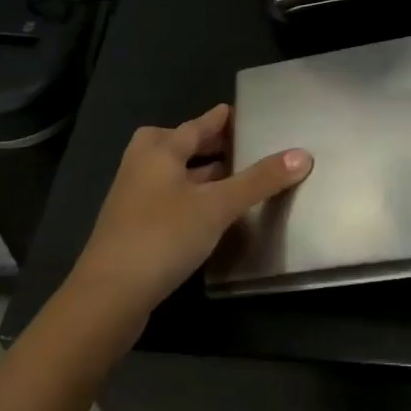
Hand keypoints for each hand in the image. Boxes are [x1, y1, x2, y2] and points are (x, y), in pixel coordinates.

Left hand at [63, 104, 311, 332]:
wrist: (107, 298)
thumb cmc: (163, 236)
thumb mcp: (218, 206)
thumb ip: (259, 180)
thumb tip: (303, 154)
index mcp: (159, 150)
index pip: (196, 125)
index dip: (219, 119)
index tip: (237, 112)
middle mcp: (142, 166)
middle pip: (177, 145)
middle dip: (205, 144)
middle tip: (236, 144)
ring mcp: (132, 199)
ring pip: (171, 174)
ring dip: (198, 173)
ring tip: (231, 177)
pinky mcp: (131, 229)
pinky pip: (167, 199)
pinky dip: (189, 197)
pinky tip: (208, 214)